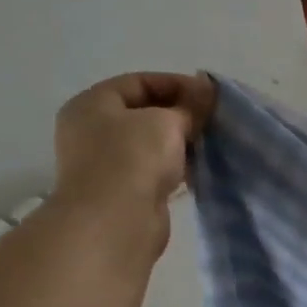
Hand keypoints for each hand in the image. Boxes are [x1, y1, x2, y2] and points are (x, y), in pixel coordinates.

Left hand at [52, 72, 217, 259]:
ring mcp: (107, 163)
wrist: (115, 223)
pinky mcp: (124, 191)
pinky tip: (200, 168)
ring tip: (212, 143)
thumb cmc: (133, 159)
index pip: (139, 83)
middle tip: (214, 120)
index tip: (211, 96)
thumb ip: (189, 105)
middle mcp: (93, 130)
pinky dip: (176, 167)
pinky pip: (155, 170)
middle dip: (181, 115)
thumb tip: (208, 88)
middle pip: (145, 113)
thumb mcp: (166, 122)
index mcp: (92, 104)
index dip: (177, 84)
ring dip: (181, 143)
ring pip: (151, 144)